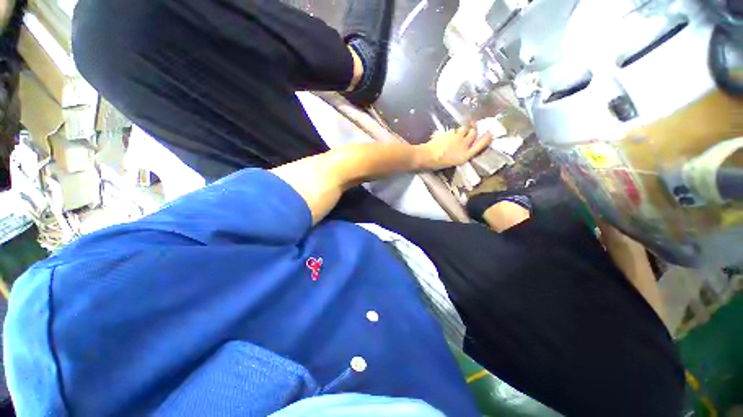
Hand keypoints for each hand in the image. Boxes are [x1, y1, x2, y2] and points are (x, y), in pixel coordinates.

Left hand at [418, 126, 493, 169]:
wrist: (428, 156)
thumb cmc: (439, 163)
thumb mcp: (453, 162)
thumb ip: (460, 154)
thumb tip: (462, 148)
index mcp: (465, 155)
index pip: (480, 145)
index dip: (486, 139)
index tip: (490, 134)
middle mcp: (464, 144)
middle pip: (473, 133)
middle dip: (473, 130)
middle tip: (472, 128)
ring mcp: (457, 137)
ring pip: (464, 128)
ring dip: (463, 129)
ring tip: (458, 132)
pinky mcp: (449, 132)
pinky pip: (453, 130)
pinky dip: (452, 131)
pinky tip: (447, 135)